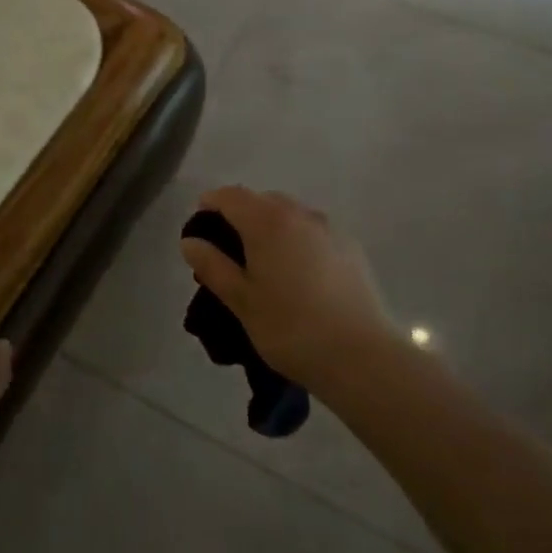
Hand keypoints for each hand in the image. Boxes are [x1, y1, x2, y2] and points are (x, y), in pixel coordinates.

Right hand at [180, 187, 397, 392]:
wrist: (362, 357)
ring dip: (270, 225)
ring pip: (290, 213)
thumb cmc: (291, 328)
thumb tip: (190, 241)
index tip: (199, 225)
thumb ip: (212, 265)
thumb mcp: (241, 301)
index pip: (230, 195)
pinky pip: (313, 230)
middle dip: (240, 214)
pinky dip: (297, 238)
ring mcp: (329, 228)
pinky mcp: (351, 247)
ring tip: (264, 263)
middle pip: (261, 200)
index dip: (210, 204)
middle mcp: (299, 213)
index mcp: (267, 221)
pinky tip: (298, 273)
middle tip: (228, 249)